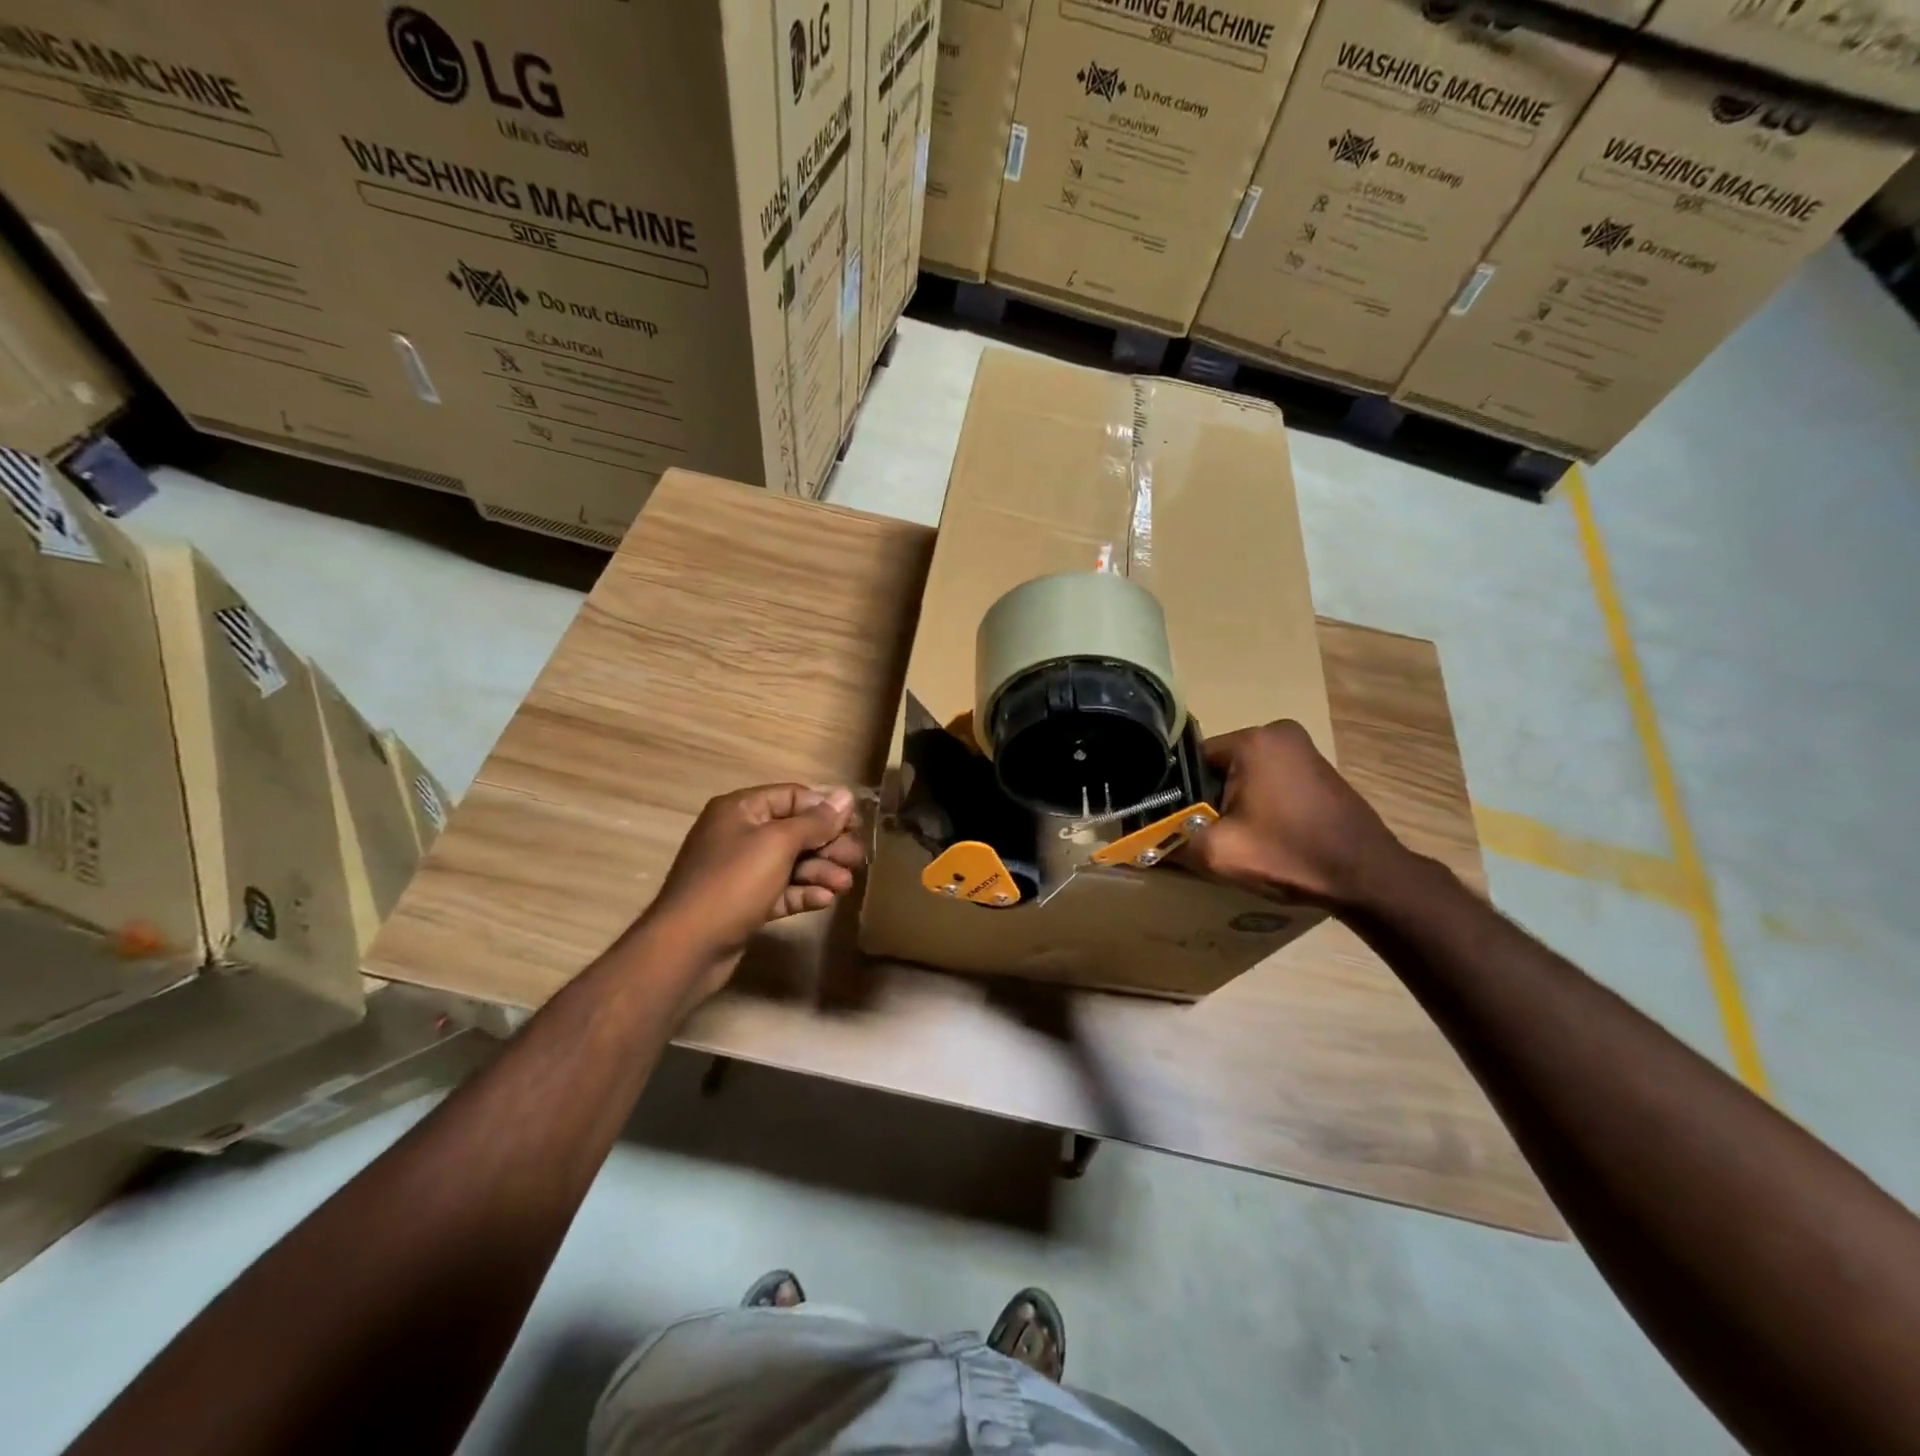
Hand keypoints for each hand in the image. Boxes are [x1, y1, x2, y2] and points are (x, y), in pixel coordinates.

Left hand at [640, 784, 863, 1001]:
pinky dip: (803, 892)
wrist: (686, 947)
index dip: (825, 808)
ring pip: (791, 863)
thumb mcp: (778, 844)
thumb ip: (815, 821)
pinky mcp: (745, 904)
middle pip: (795, 831)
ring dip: (821, 871)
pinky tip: (825, 900)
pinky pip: (781, 890)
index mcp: (741, 810)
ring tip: (845, 884)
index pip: (792, 796)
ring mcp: (741, 871)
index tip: (855, 824)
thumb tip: (845, 795)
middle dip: (828, 844)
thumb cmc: (733, 883)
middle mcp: (740, 835)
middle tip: (857, 859)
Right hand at [1179, 720, 1411, 910]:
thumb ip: (1172, 843)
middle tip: (1210, 837)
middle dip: (1209, 801)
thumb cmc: (1290, 855)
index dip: (1181, 796)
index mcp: (1253, 740)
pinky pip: (1270, 781)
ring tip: (1238, 839)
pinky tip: (1265, 834)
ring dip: (1235, 804)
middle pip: (1218, 767)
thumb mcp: (1219, 853)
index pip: (1192, 761)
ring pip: (1244, 776)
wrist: (1369, 877)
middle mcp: (1278, 732)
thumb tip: (1140, 847)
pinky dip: (1260, 803)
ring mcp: (1303, 749)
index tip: (1181, 826)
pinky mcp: (1318, 770)